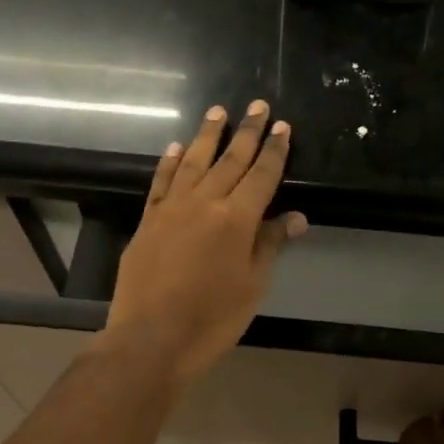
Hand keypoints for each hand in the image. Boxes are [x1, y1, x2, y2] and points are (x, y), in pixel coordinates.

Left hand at [100, 101, 306, 388]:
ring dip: (208, 136)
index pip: (262, 175)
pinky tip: (176, 147)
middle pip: (230, 160)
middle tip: (257, 105)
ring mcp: (171, 209)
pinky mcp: (148, 221)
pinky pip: (161, 182)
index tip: (282, 127)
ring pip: (193, 162)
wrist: (151, 338)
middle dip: (246, 132)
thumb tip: (295, 217)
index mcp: (237, 218)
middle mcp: (204, 203)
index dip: (274, 151)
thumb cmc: (213, 318)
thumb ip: (270, 245)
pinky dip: (170, 162)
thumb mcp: (253, 285)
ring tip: (217, 112)